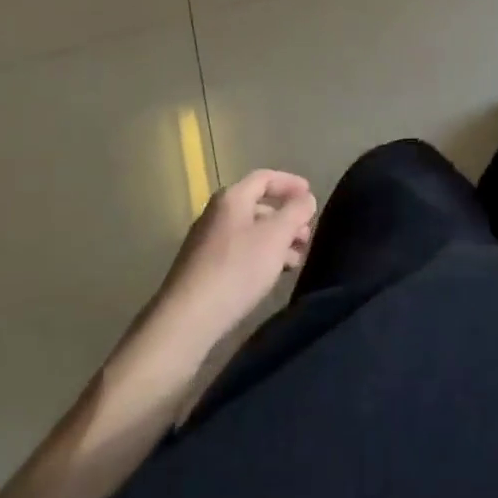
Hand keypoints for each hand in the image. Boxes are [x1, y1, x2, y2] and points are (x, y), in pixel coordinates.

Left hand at [148, 170, 316, 357]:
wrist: (186, 319)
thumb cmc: (236, 269)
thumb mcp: (275, 236)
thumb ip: (296, 212)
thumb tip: (306, 198)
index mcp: (232, 198)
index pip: (266, 177)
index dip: (291, 184)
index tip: (311, 196)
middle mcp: (216, 213)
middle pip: (258, 205)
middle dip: (286, 218)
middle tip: (307, 236)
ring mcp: (207, 241)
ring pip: (250, 231)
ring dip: (276, 240)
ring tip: (296, 260)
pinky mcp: (203, 268)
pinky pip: (239, 251)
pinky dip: (260, 256)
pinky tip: (272, 275)